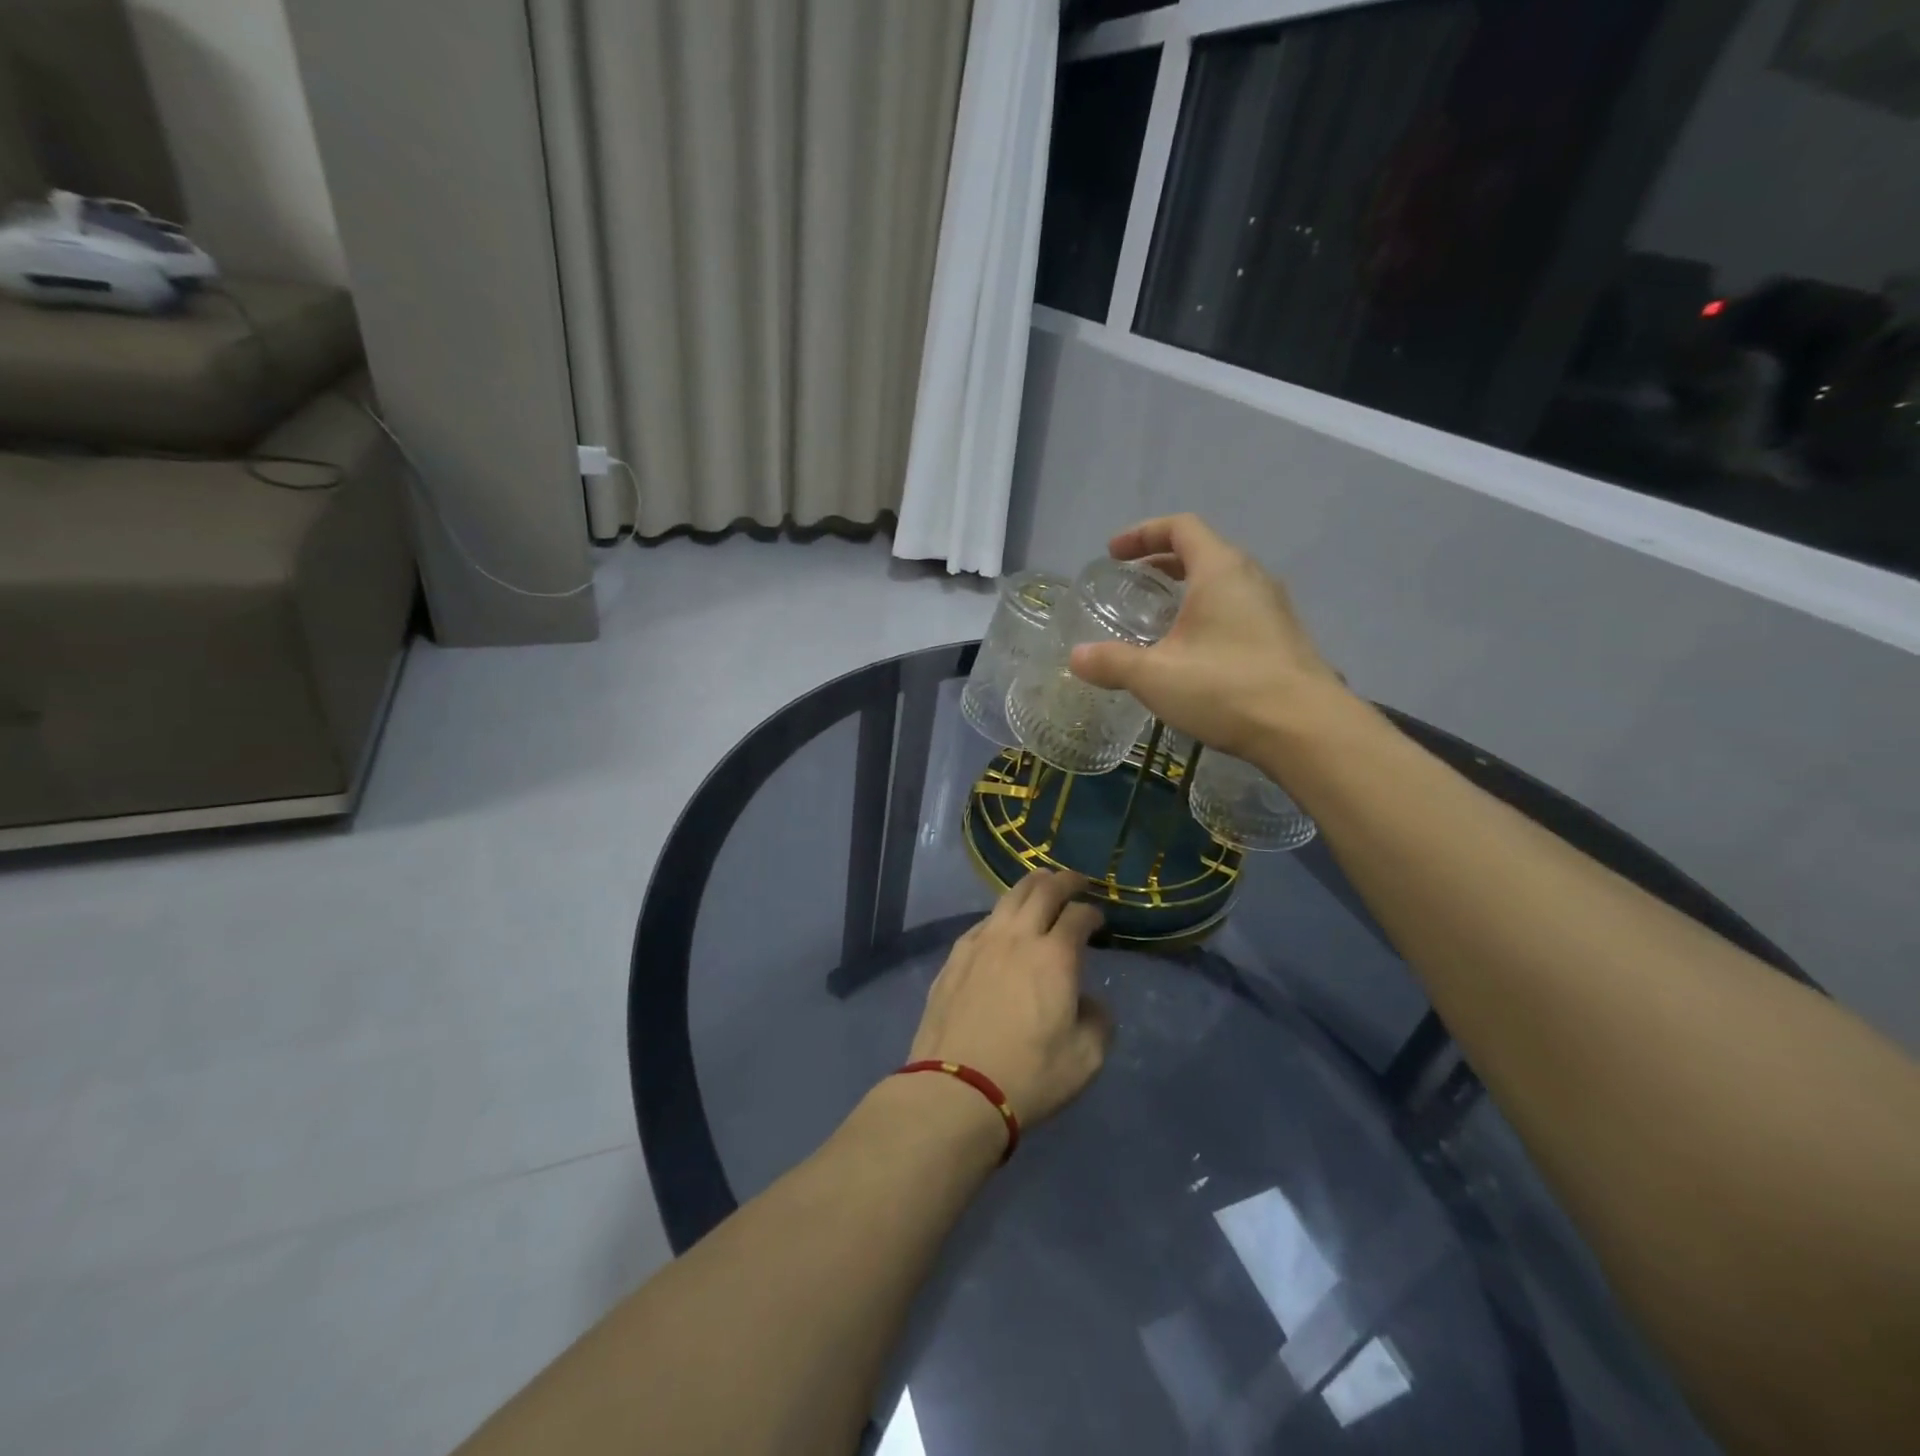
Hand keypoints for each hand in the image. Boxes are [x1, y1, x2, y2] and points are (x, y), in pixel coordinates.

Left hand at [908, 871, 1112, 1128]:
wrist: (956, 1089)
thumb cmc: (1029, 1076)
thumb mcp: (1086, 1059)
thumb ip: (1098, 1021)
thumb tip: (1087, 1001)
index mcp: (1054, 956)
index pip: (1078, 916)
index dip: (1092, 912)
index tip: (1098, 920)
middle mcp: (1017, 938)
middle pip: (1042, 890)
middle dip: (1064, 881)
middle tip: (1076, 881)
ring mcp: (981, 943)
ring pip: (1008, 898)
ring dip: (1030, 886)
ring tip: (1041, 884)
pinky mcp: (955, 957)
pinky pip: (983, 921)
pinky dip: (1001, 913)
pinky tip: (1002, 923)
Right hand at [1068, 514, 1348, 761]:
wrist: (1305, 729)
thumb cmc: (1225, 688)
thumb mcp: (1155, 676)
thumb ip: (1111, 663)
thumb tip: (1076, 658)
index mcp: (1220, 570)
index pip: (1181, 527)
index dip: (1143, 534)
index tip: (1114, 553)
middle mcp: (1251, 578)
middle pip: (1203, 551)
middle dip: (1164, 561)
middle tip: (1134, 582)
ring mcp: (1273, 608)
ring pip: (1223, 582)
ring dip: (1188, 589)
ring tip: (1160, 617)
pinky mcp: (1283, 638)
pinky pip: (1238, 609)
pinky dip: (1208, 613)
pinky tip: (1193, 652)